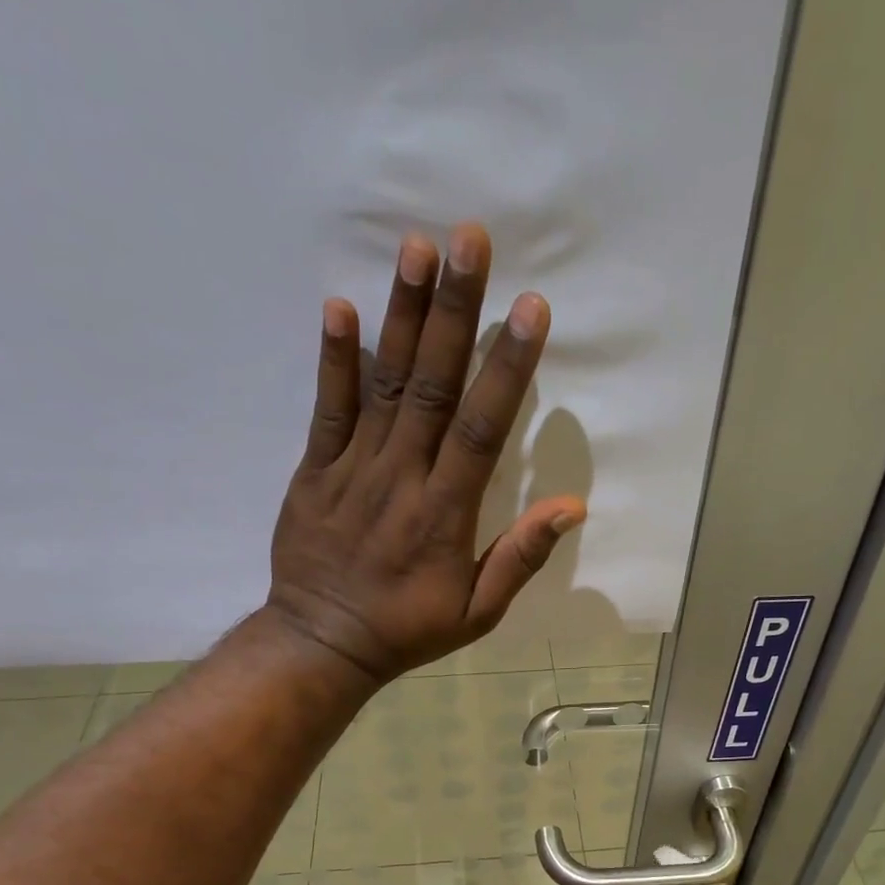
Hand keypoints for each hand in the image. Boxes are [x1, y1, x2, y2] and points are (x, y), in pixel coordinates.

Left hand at [265, 223, 586, 682]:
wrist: (323, 644)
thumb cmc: (407, 630)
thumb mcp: (477, 612)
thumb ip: (520, 558)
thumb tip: (571, 508)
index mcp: (445, 513)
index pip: (482, 428)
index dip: (506, 368)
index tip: (528, 310)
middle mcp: (401, 478)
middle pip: (432, 387)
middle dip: (454, 312)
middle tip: (469, 241)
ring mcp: (352, 470)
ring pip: (382, 386)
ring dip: (401, 317)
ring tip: (416, 249)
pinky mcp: (314, 472)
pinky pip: (326, 410)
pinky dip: (335, 360)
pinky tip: (343, 308)